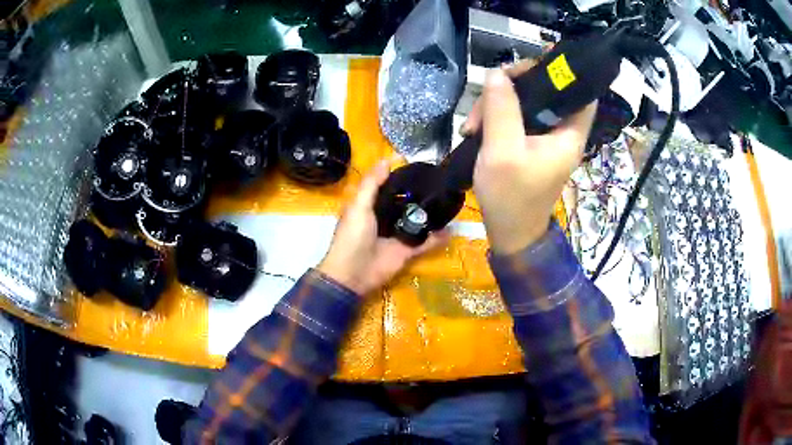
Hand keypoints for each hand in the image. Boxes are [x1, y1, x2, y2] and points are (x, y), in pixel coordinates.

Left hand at [318, 160, 449, 295]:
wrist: (354, 273)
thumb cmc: (352, 237)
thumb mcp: (359, 206)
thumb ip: (372, 184)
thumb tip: (387, 160)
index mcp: (370, 206)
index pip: (387, 186)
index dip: (400, 176)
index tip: (419, 165)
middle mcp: (385, 218)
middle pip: (405, 202)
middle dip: (420, 194)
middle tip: (440, 181)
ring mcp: (397, 235)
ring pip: (417, 221)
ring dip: (430, 214)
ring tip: (449, 200)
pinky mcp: (407, 251)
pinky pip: (425, 242)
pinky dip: (437, 237)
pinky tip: (451, 229)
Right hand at [462, 63, 596, 254]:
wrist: (510, 234)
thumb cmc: (512, 198)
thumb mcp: (503, 152)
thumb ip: (502, 109)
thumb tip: (497, 73)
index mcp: (569, 133)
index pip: (582, 91)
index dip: (567, 69)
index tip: (541, 55)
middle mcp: (562, 131)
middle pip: (548, 90)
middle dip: (515, 85)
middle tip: (488, 93)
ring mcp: (545, 138)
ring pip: (527, 102)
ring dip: (498, 103)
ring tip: (472, 124)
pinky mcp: (530, 143)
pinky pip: (516, 117)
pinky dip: (497, 117)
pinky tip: (475, 128)